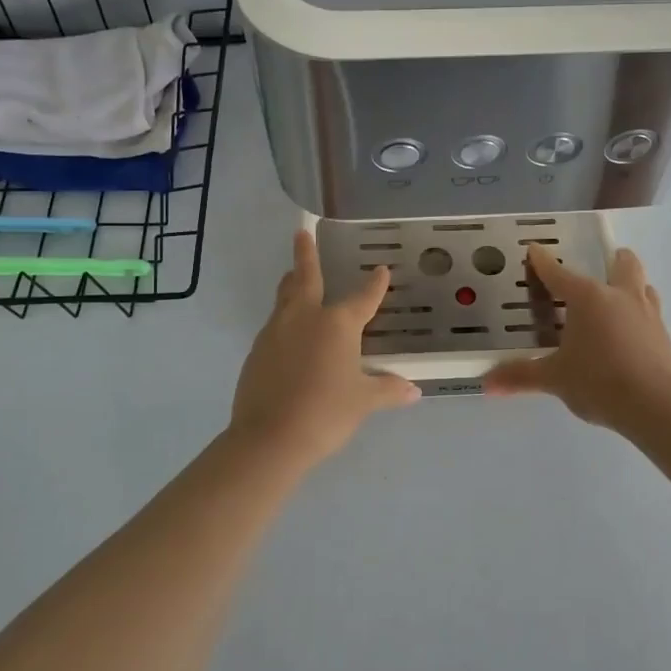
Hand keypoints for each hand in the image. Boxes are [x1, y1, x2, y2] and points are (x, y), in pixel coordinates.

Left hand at [228, 230, 419, 468]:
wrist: (269, 438)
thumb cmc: (325, 413)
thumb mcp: (363, 401)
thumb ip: (388, 390)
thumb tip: (413, 391)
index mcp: (337, 324)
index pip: (363, 298)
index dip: (375, 285)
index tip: (381, 270)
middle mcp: (305, 317)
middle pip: (305, 277)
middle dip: (305, 253)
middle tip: (301, 232)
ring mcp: (276, 332)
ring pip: (285, 298)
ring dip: (291, 284)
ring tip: (293, 275)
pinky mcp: (257, 351)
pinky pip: (275, 325)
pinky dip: (284, 319)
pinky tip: (289, 333)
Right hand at [483, 245, 670, 432]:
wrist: (656, 406)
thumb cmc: (598, 382)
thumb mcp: (554, 378)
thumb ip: (521, 376)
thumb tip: (486, 383)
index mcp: (587, 298)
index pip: (558, 273)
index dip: (542, 261)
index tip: (534, 249)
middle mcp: (619, 296)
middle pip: (623, 264)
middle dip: (614, 259)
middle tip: (605, 262)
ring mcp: (648, 314)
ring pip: (644, 286)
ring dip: (632, 284)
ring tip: (620, 296)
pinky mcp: (664, 336)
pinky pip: (652, 314)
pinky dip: (641, 315)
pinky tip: (633, 333)